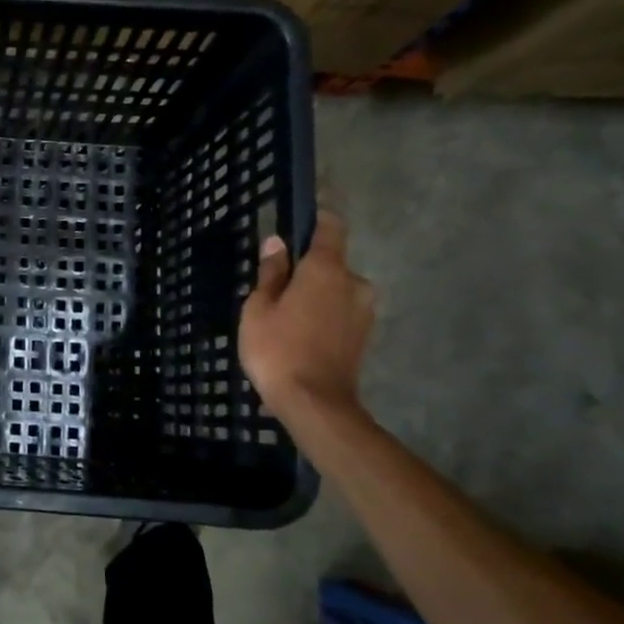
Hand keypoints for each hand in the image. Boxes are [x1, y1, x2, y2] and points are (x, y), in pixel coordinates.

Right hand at [237, 211, 374, 422]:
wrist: (315, 403)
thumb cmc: (277, 349)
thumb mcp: (259, 308)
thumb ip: (271, 273)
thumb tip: (277, 243)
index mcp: (327, 269)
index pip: (331, 227)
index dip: (316, 221)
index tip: (297, 225)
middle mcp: (354, 282)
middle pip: (331, 263)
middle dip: (307, 271)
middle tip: (276, 291)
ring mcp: (364, 310)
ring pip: (336, 290)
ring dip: (316, 296)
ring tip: (286, 319)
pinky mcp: (365, 334)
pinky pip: (341, 311)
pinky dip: (324, 316)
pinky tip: (302, 336)